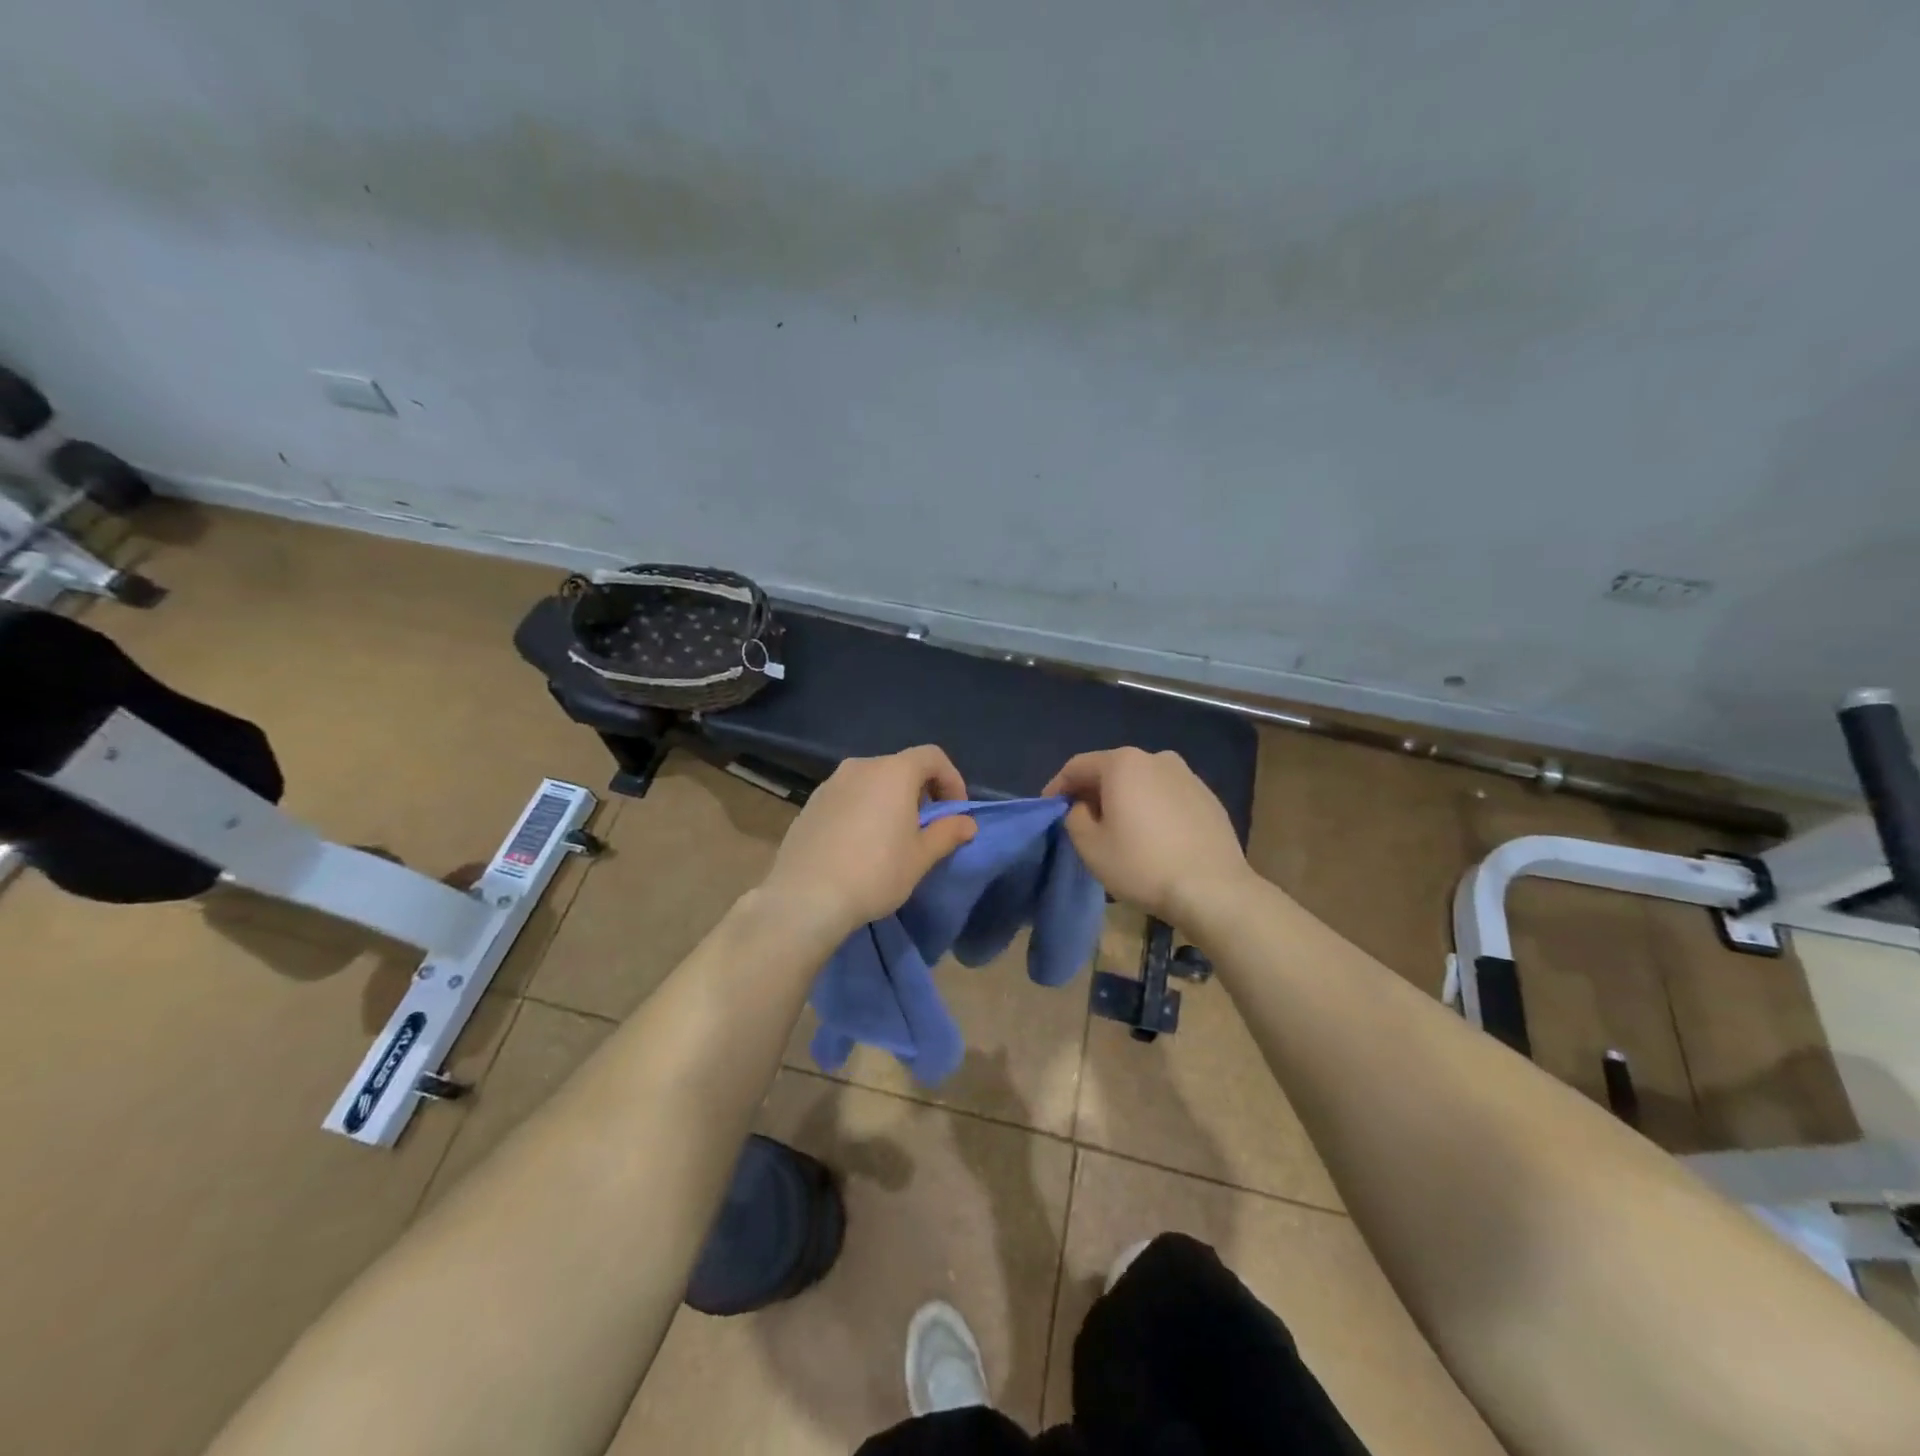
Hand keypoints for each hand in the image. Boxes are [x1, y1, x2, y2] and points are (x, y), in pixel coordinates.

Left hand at [759, 746, 977, 938]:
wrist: (805, 897)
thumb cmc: (874, 872)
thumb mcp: (920, 857)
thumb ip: (947, 833)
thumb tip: (967, 823)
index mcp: (893, 772)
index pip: (932, 756)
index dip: (951, 779)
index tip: (955, 812)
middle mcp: (860, 767)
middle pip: (901, 767)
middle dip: (921, 791)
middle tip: (927, 827)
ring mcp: (830, 784)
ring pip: (872, 782)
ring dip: (890, 800)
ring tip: (893, 837)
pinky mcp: (810, 804)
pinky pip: (848, 797)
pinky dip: (863, 809)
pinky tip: (860, 844)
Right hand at [1044, 748, 1250, 924]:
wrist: (1213, 889)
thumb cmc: (1142, 865)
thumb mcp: (1090, 846)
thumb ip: (1074, 817)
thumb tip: (1083, 807)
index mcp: (1123, 763)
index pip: (1077, 766)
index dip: (1058, 786)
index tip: (1049, 808)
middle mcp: (1156, 758)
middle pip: (1111, 770)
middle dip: (1092, 792)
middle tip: (1080, 820)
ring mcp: (1187, 776)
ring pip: (1142, 782)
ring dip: (1124, 800)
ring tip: (1118, 829)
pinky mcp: (1208, 797)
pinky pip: (1167, 796)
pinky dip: (1151, 809)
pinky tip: (1151, 836)